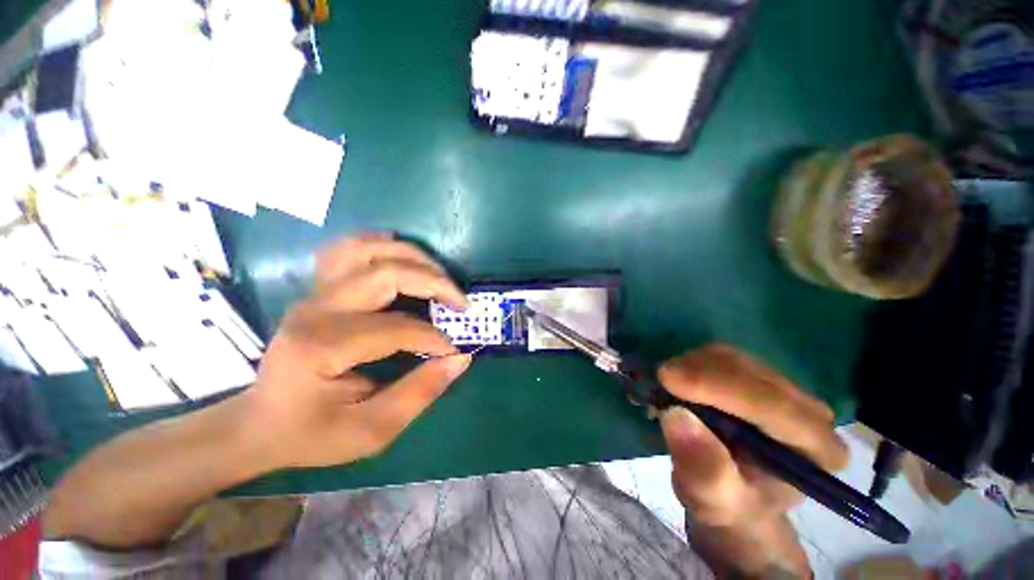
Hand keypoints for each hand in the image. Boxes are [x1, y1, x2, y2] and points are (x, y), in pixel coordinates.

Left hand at [239, 234, 471, 469]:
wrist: (260, 423)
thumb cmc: (313, 432)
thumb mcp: (370, 431)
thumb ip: (419, 393)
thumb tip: (460, 359)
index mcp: (324, 346)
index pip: (397, 328)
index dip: (434, 338)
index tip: (455, 351)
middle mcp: (317, 309)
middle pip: (387, 274)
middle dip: (435, 284)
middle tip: (461, 303)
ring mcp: (315, 293)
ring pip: (369, 250)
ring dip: (413, 258)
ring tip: (441, 276)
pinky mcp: (318, 289)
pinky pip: (348, 250)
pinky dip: (379, 245)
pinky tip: (400, 254)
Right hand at [658, 344, 847, 576]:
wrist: (730, 490)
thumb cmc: (726, 502)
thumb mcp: (711, 500)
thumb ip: (702, 468)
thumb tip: (675, 415)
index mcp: (816, 450)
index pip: (774, 406)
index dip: (719, 387)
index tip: (668, 379)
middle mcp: (808, 411)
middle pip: (750, 373)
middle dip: (698, 372)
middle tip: (658, 382)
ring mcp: (782, 387)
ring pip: (731, 358)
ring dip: (690, 367)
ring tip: (665, 390)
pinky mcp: (755, 374)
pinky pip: (718, 356)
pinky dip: (689, 363)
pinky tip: (675, 382)